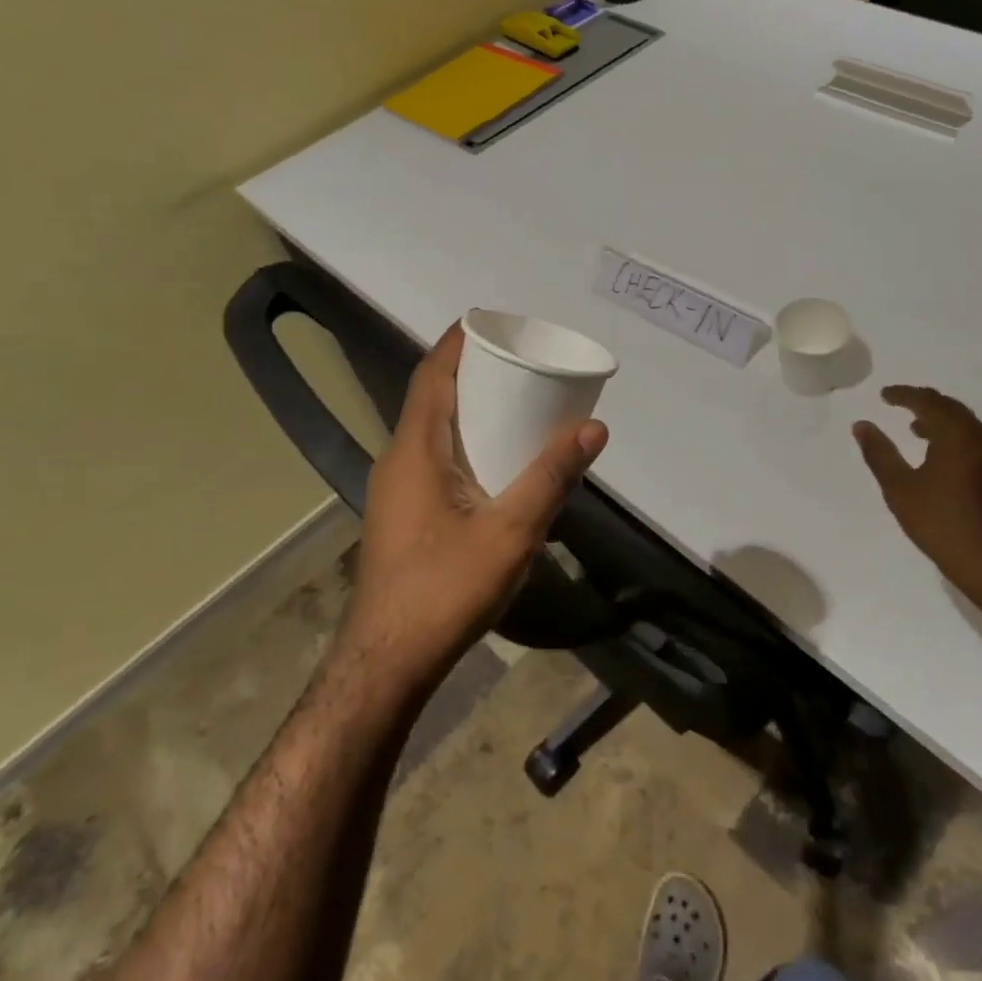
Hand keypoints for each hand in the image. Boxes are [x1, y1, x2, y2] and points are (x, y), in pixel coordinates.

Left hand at [344, 323, 608, 684]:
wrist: (388, 661)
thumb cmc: (446, 588)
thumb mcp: (511, 531)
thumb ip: (552, 476)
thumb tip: (594, 426)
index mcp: (416, 449)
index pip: (432, 375)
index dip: (458, 341)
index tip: (493, 319)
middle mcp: (399, 458)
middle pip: (433, 396)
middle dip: (471, 369)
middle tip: (520, 358)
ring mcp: (397, 487)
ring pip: (432, 428)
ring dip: (467, 405)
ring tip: (515, 398)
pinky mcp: (404, 512)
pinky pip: (434, 454)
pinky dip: (464, 437)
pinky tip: (495, 457)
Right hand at [853, 386, 981, 605]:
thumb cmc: (942, 524)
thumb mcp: (900, 489)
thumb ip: (880, 454)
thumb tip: (861, 425)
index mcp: (958, 434)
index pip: (928, 401)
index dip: (903, 394)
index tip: (884, 395)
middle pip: (951, 409)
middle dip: (924, 404)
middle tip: (900, 407)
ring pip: (967, 426)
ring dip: (941, 423)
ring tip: (918, 432)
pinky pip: (978, 442)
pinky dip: (957, 439)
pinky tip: (944, 460)